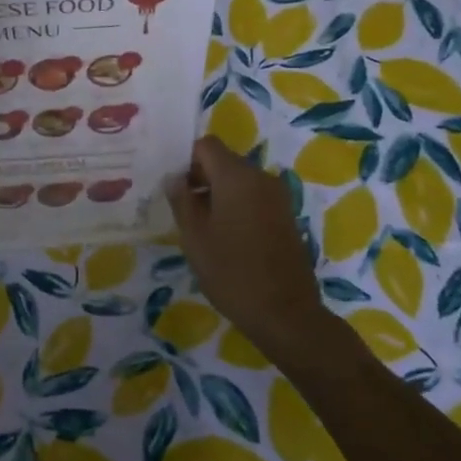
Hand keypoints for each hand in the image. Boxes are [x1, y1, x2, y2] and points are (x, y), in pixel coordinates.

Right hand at [166, 137, 321, 356]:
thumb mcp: (194, 237)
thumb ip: (181, 200)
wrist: (286, 314)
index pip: (206, 145)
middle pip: (224, 161)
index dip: (186, 159)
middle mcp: (261, 178)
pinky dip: (237, 206)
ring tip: (201, 226)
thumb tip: (174, 178)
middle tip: (182, 208)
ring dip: (218, 193)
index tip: (174, 187)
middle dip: (200, 177)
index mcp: (237, 177)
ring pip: (239, 180)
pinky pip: (254, 197)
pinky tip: (226, 236)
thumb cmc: (232, 273)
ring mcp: (278, 197)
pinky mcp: (286, 216)